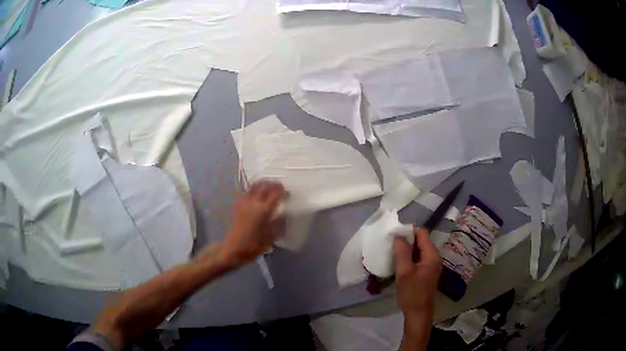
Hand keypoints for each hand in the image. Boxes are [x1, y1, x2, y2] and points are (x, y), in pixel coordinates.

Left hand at [220, 180, 286, 265]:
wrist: (232, 250)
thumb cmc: (253, 247)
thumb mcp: (270, 238)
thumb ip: (278, 225)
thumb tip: (284, 215)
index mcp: (263, 211)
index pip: (276, 194)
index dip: (283, 192)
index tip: (288, 195)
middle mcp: (253, 203)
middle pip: (264, 186)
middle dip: (274, 184)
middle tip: (280, 188)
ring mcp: (243, 203)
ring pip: (253, 186)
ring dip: (263, 184)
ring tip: (269, 187)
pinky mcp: (237, 206)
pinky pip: (245, 192)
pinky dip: (252, 189)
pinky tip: (255, 194)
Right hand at [393, 228, 441, 315]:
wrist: (418, 313)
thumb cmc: (412, 293)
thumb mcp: (404, 272)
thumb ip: (402, 252)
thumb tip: (398, 236)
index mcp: (431, 255)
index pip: (422, 233)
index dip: (409, 231)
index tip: (394, 234)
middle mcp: (434, 257)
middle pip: (421, 241)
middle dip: (407, 240)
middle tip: (391, 243)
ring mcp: (431, 266)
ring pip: (418, 251)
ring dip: (407, 250)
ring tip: (392, 251)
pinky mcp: (426, 273)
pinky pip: (418, 259)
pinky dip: (409, 258)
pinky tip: (398, 263)